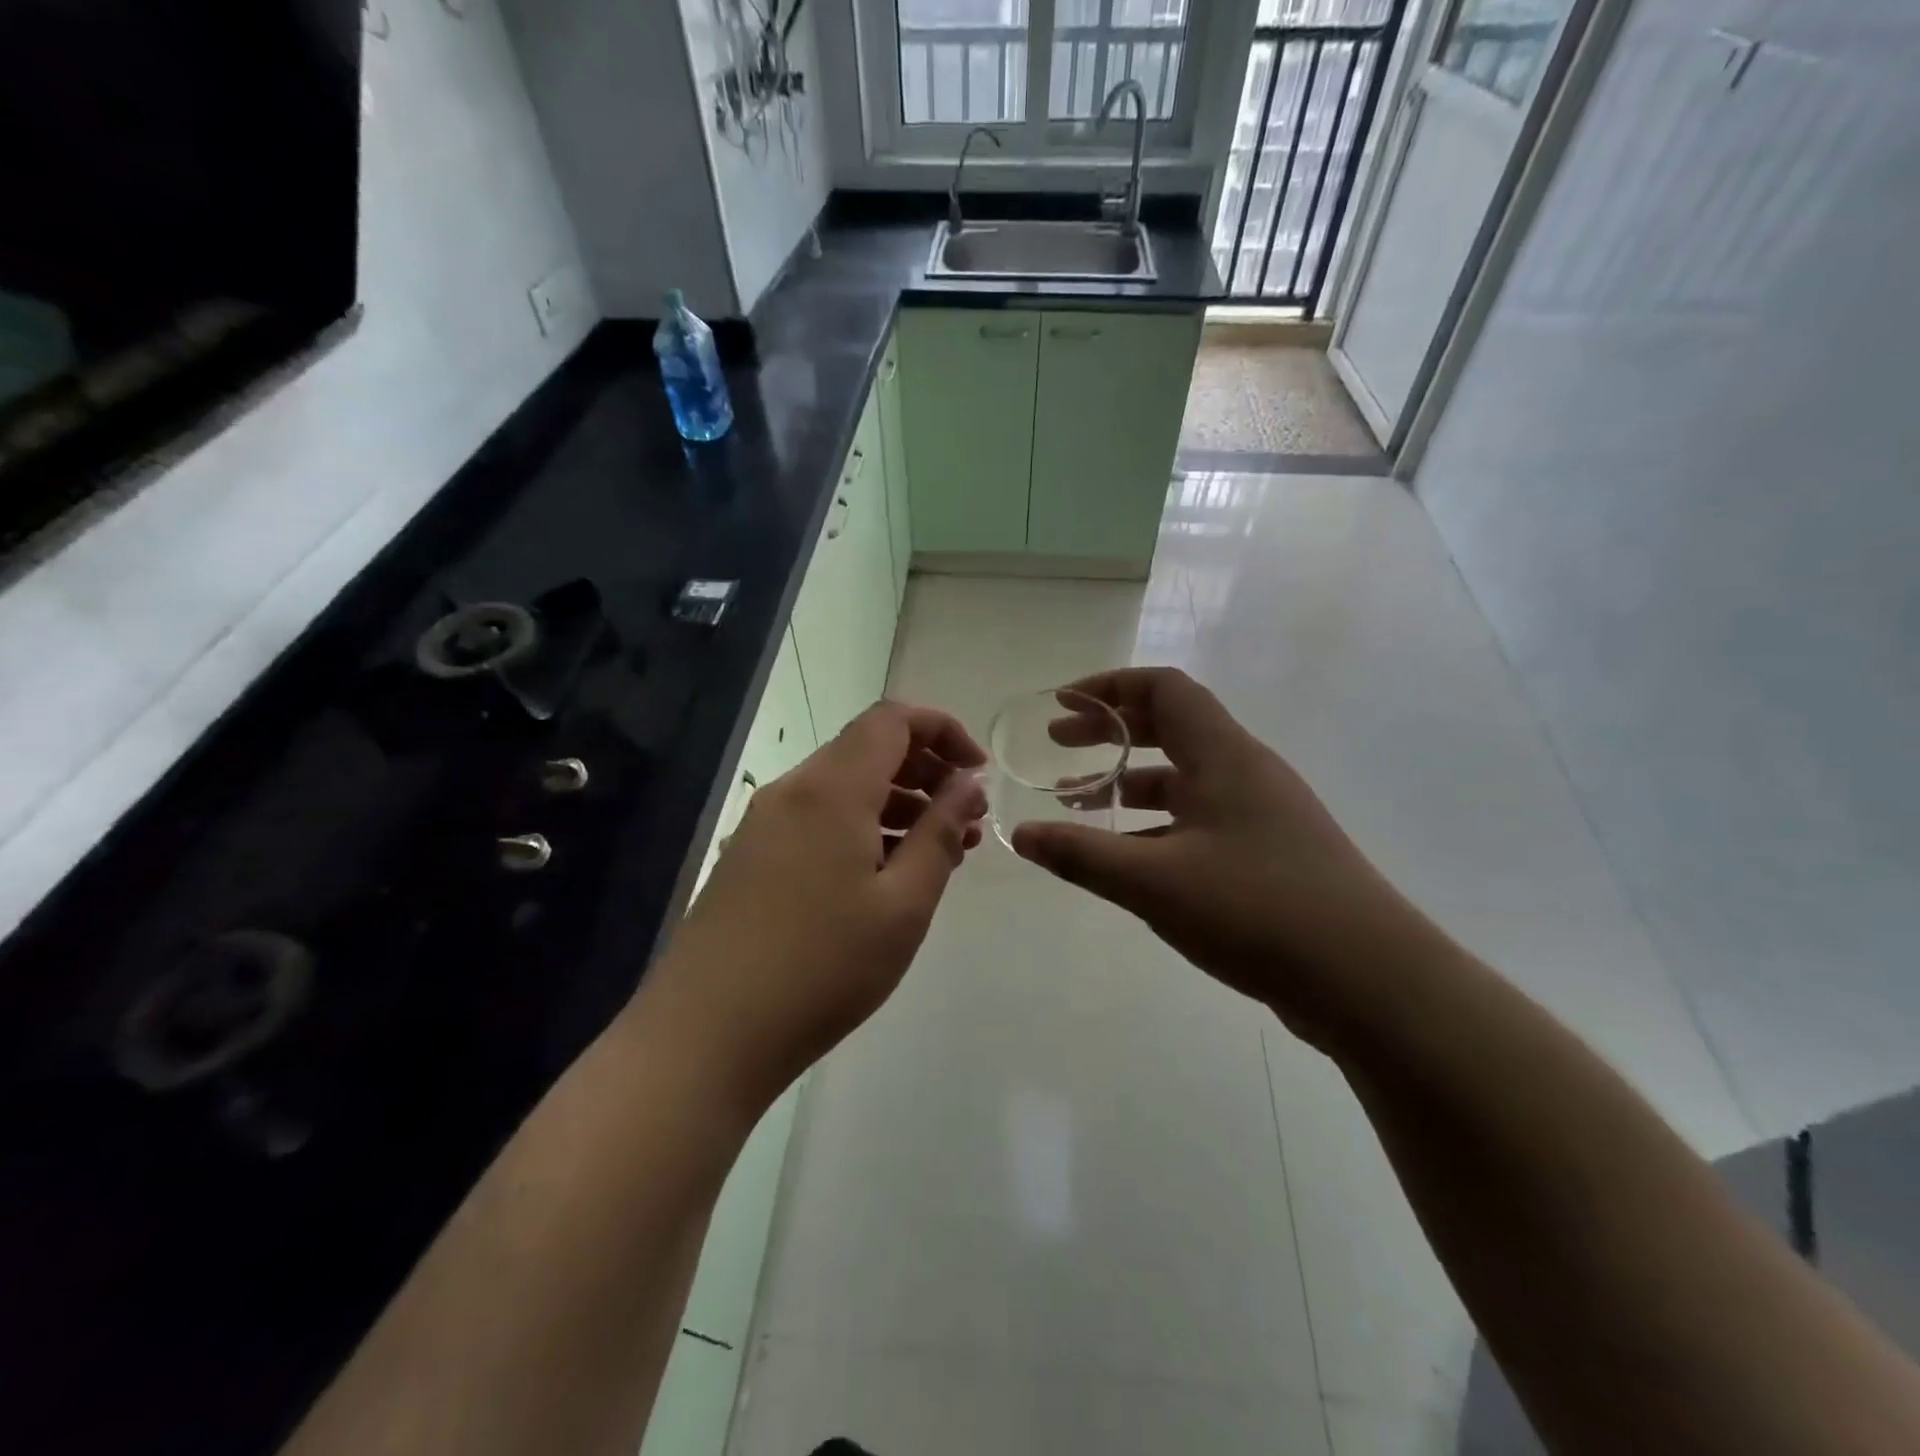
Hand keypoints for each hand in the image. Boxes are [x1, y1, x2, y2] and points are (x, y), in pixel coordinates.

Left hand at [645, 701, 987, 1110]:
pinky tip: (885, 875)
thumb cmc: (821, 968)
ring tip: (939, 852)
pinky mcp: (751, 857)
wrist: (705, 1035)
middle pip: (868, 750)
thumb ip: (940, 833)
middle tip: (967, 820)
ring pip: (844, 788)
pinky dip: (861, 828)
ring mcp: (764, 824)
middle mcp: (793, 791)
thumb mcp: (903, 905)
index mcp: (831, 789)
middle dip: (926, 772)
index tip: (978, 773)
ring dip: (897, 804)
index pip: (893, 720)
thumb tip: (968, 783)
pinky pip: (818, 820)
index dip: (943, 730)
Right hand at [1010, 668, 1445, 1050]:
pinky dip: (1156, 824)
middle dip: (1110, 730)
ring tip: (1079, 803)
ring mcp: (1261, 814)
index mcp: (1223, 756)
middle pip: (1171, 726)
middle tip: (1059, 744)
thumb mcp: (1155, 882)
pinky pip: (1199, 820)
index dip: (1109, 687)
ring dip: (1129, 781)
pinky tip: (1127, 858)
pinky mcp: (1268, 854)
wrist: (1371, 981)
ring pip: (1184, 778)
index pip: (1164, 688)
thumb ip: (1082, 854)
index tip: (1062, 705)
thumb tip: (1021, 834)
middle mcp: (1245, 771)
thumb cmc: (1257, 910)